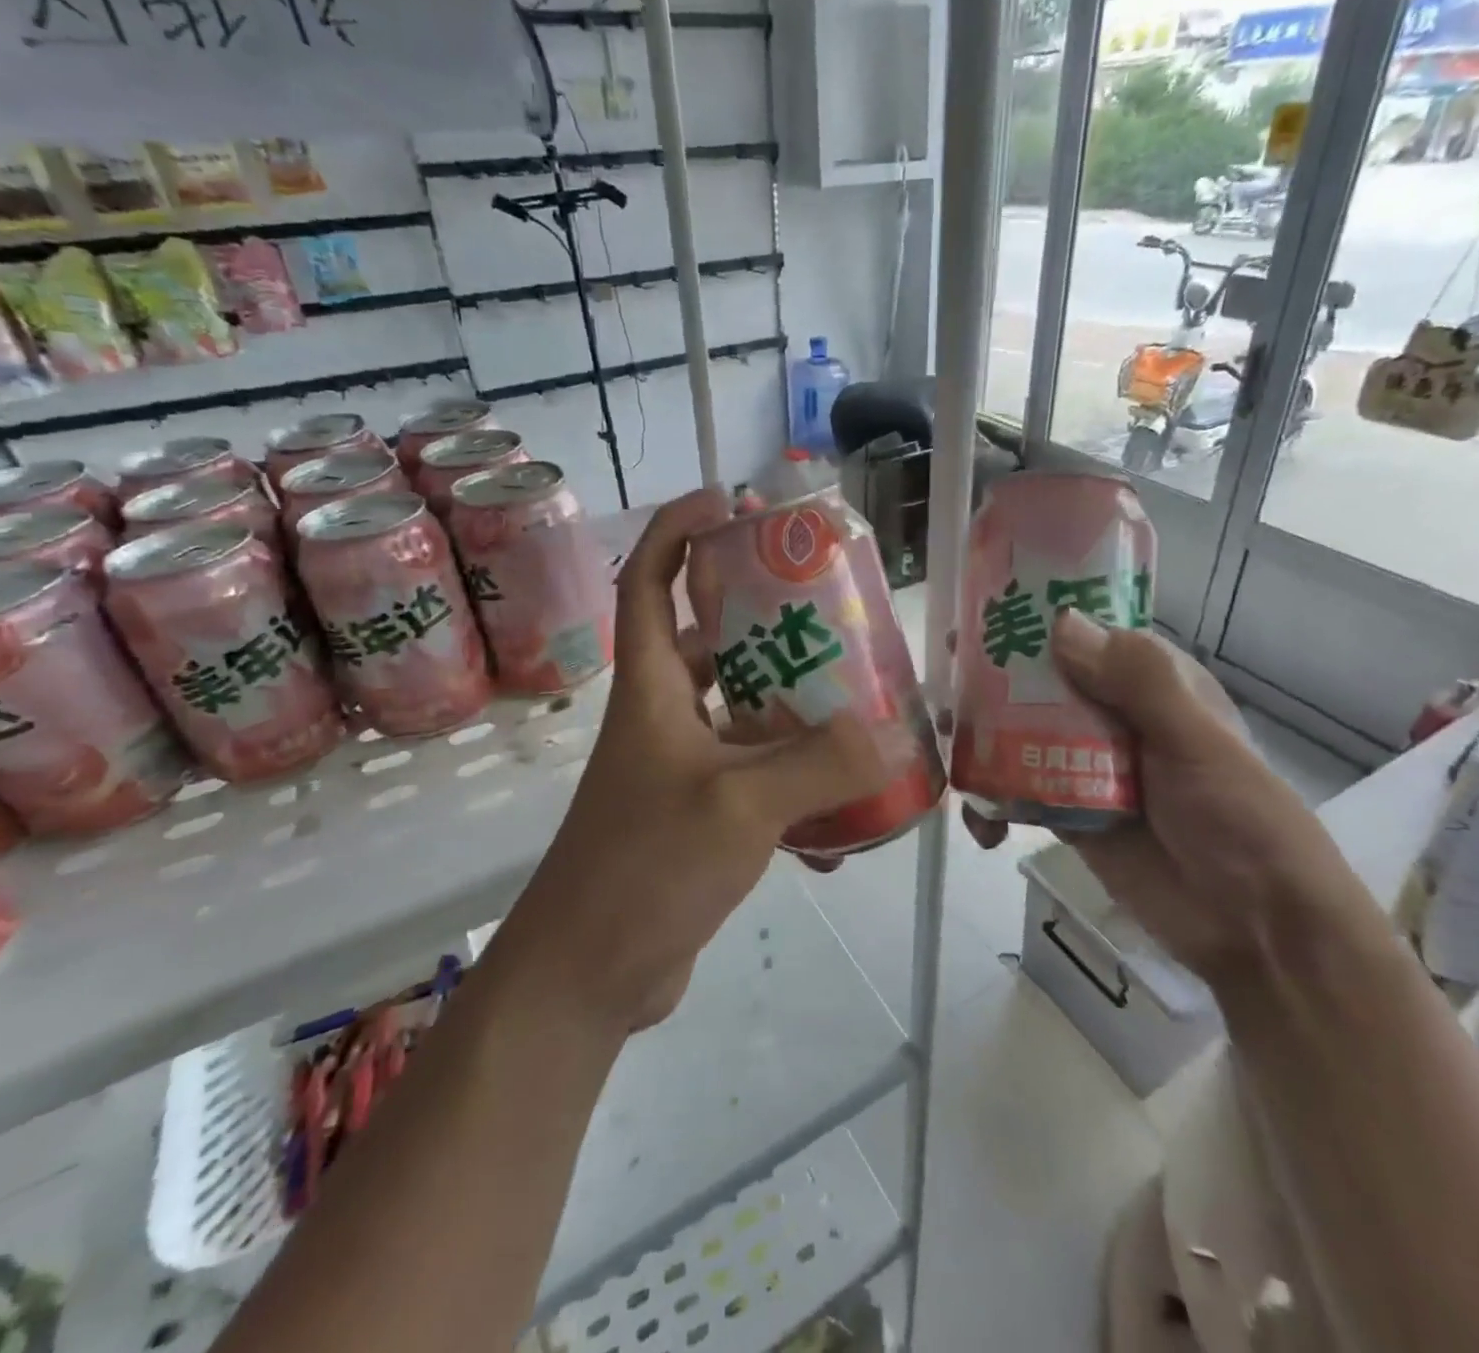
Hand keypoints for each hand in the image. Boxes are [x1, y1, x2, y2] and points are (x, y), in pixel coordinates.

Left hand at [504, 489, 890, 1029]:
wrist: (587, 977)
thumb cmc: (643, 868)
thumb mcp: (738, 807)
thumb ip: (817, 767)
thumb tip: (891, 735)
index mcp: (652, 690)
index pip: (648, 584)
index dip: (676, 532)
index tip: (723, 501)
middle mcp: (663, 719)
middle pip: (712, 645)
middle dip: (765, 622)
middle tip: (831, 613)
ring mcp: (682, 772)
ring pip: (745, 718)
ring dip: (796, 716)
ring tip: (860, 709)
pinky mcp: (701, 821)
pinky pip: (759, 785)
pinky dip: (799, 794)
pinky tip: (847, 824)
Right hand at [965, 611, 1379, 991]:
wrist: (1254, 929)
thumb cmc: (1239, 819)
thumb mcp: (1196, 740)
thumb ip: (1137, 681)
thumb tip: (1060, 624)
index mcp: (1152, 687)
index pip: (1089, 636)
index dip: (1040, 620)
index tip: (985, 610)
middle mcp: (1115, 718)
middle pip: (1044, 686)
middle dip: (994, 682)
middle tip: (947, 679)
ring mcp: (1088, 769)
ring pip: (1022, 738)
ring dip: (983, 740)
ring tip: (948, 742)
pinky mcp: (1069, 817)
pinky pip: (1019, 796)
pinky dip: (993, 804)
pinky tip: (980, 824)